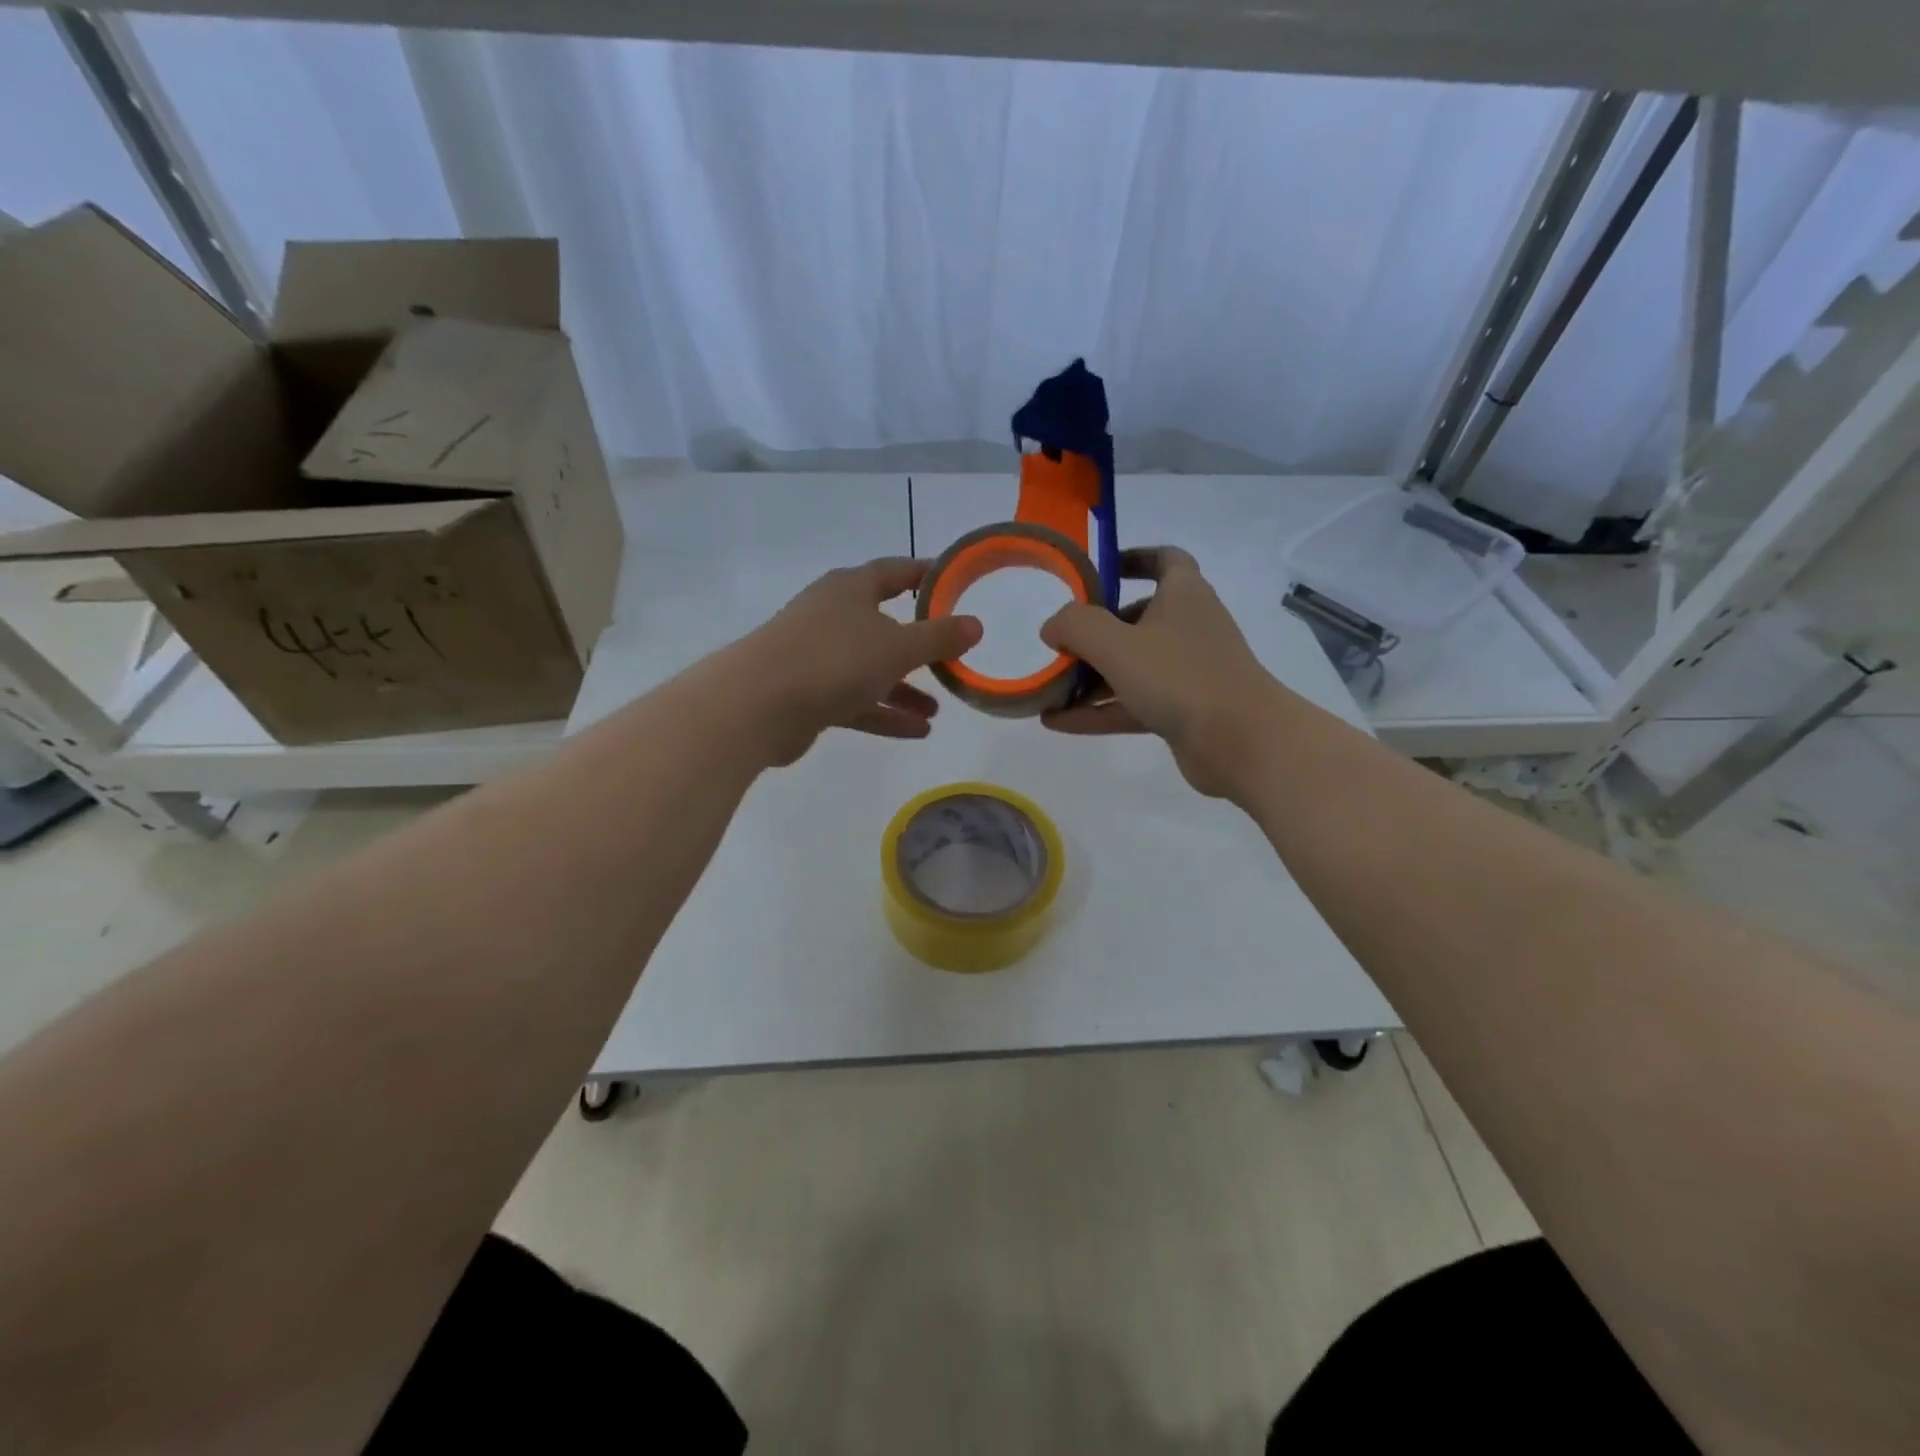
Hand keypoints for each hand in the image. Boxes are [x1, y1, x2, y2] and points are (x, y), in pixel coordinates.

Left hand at [736, 558, 981, 766]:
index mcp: (850, 590)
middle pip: (883, 624)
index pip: (895, 571)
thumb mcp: (897, 646)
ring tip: (937, 710)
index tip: (955, 583)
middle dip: (917, 645)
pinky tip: (918, 731)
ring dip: (904, 688)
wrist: (757, 705)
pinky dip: (884, 712)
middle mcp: (832, 616)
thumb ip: (939, 637)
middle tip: (950, 657)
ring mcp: (817, 656)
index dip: (926, 575)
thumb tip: (976, 625)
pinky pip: (856, 700)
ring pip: (870, 668)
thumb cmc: (833, 660)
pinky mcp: (809, 694)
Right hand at [1039, 547, 1289, 798]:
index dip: (1132, 559)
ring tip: (1047, 689)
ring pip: (1131, 666)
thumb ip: (1076, 626)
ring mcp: (1186, 672)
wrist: (1242, 741)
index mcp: (1183, 595)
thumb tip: (1052, 627)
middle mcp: (1187, 627)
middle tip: (1059, 643)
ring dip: (1089, 678)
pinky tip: (1056, 722)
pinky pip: (1131, 703)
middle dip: (1095, 631)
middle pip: (1136, 619)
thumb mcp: (1117, 644)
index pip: (1164, 560)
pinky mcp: (1182, 711)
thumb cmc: (1181, 676)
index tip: (1098, 572)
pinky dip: (1097, 710)